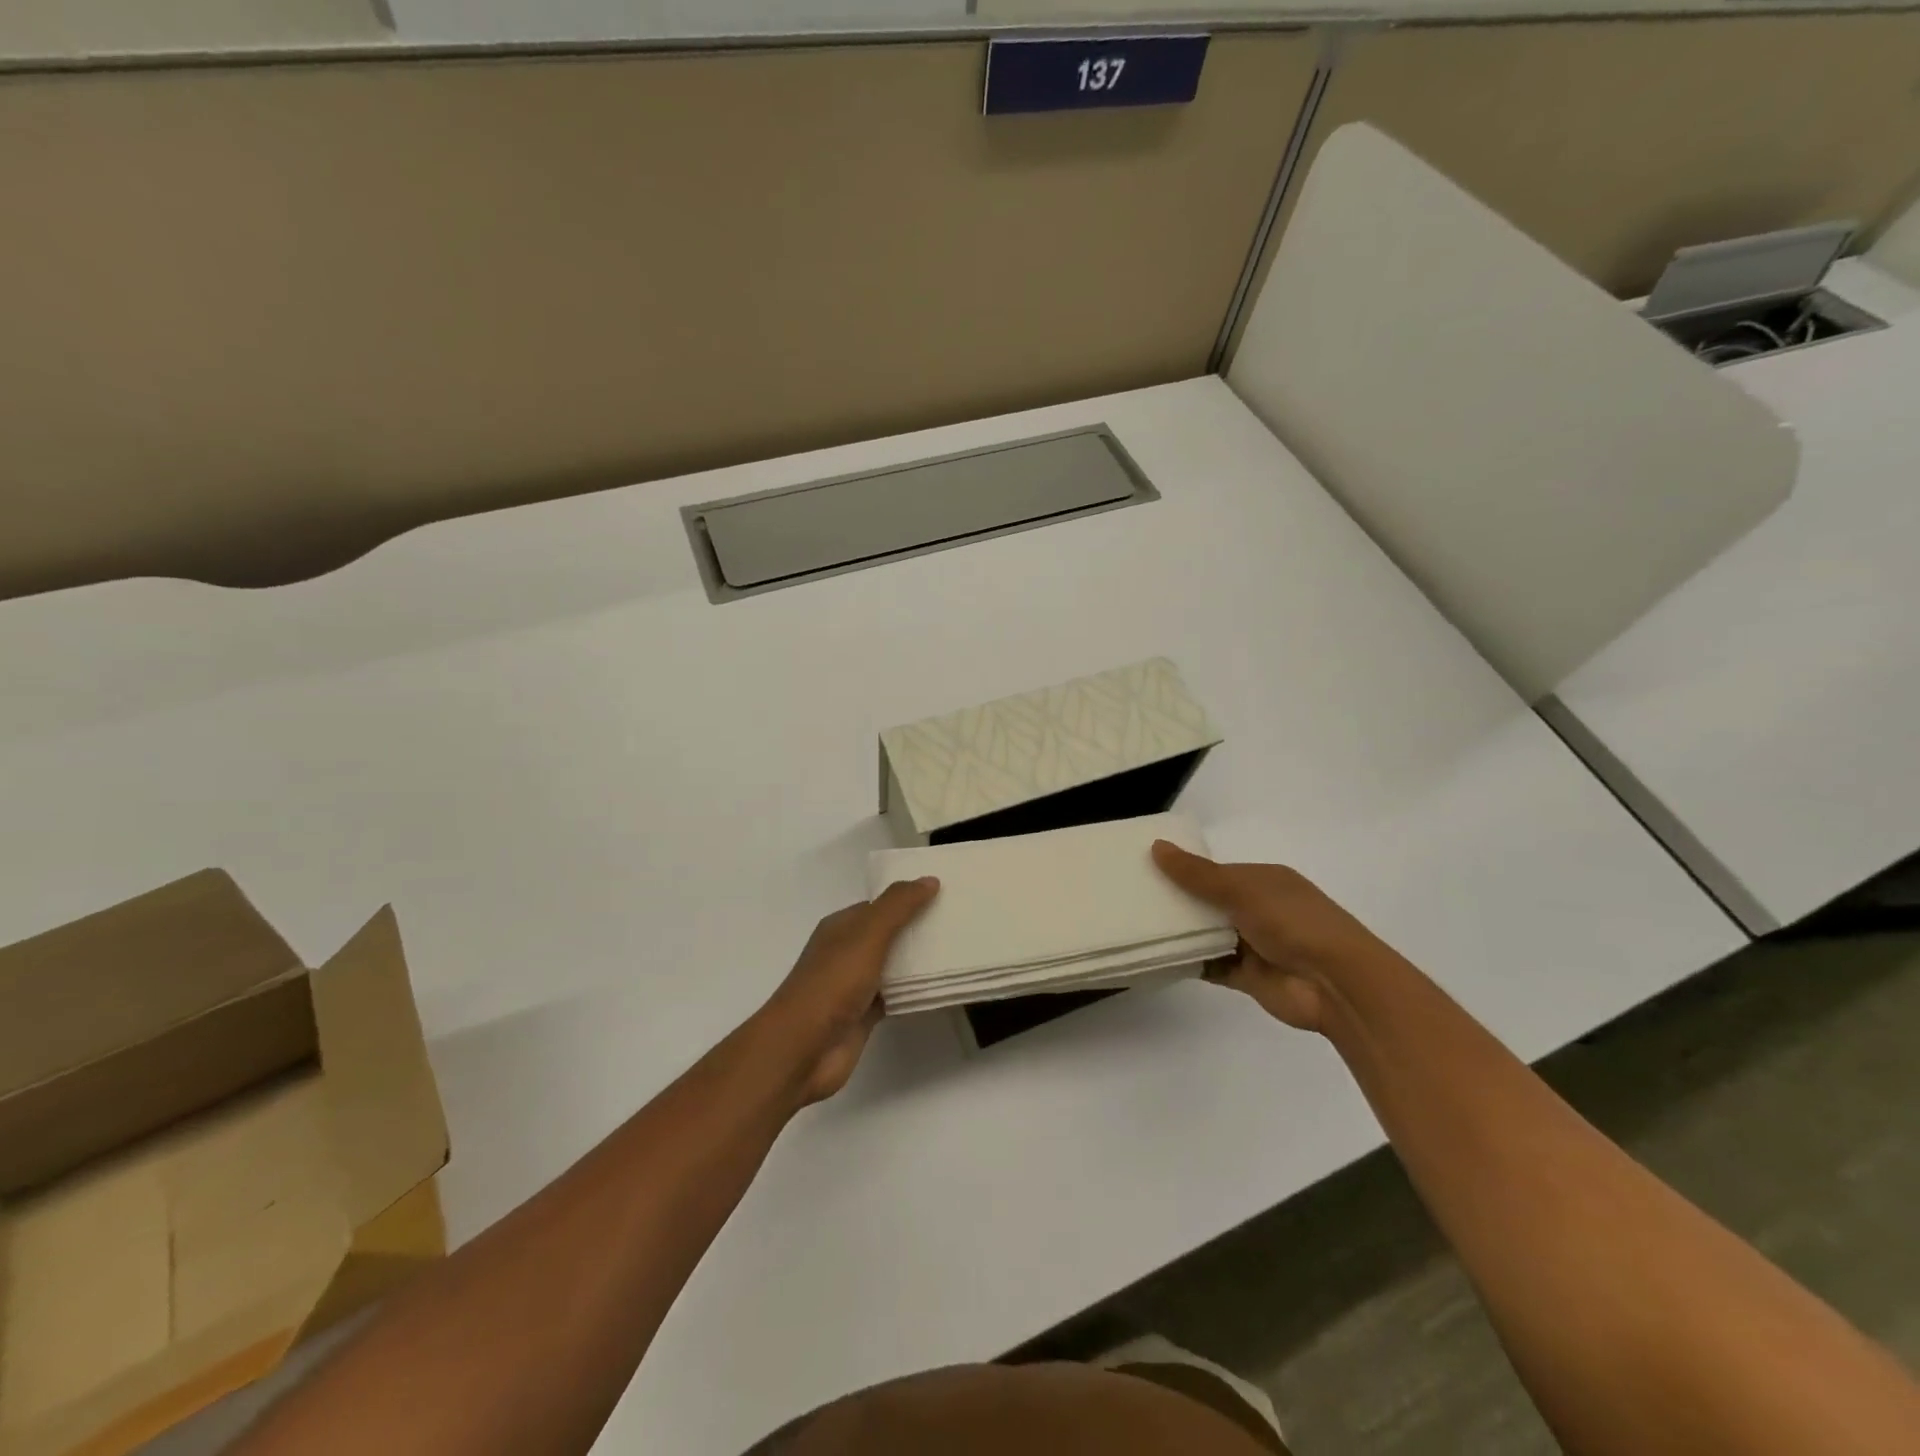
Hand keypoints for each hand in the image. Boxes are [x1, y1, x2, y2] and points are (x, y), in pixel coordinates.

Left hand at [758, 877, 938, 1104]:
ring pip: (893, 965)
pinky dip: (913, 991)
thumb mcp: (867, 934)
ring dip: (918, 960)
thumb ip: (898, 906)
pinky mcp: (864, 1015)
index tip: (944, 896)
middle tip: (958, 922)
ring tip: (958, 950)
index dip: (909, 899)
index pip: (880, 905)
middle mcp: (846, 952)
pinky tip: (939, 986)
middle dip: (918, 928)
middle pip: (888, 934)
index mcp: (841, 927)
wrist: (803, 1048)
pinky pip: (895, 995)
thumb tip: (929, 880)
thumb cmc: (832, 983)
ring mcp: (854, 985)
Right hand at [1152, 841, 1385, 1032]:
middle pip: (1208, 903)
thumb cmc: (1292, 922)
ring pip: (1206, 934)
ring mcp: (1252, 944)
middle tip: (1130, 896)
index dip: (1183, 870)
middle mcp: (1257, 909)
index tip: (1144, 868)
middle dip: (1176, 901)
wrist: (1336, 984)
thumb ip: (1198, 874)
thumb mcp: (1242, 890)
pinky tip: (1155, 956)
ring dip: (1180, 933)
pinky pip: (1210, 966)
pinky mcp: (1246, 976)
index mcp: (1263, 881)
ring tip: (1134, 924)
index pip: (1215, 871)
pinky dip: (1187, 962)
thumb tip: (1156, 846)